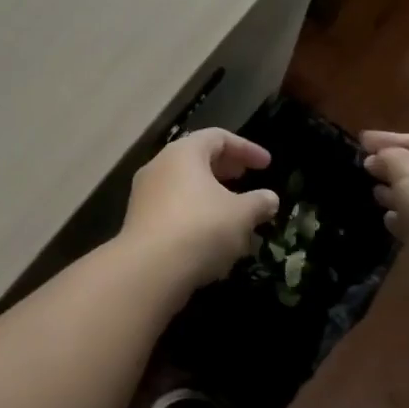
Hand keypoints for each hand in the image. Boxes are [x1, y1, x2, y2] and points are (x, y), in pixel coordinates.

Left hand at [121, 128, 280, 290]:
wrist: (149, 270)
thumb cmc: (200, 228)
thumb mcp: (241, 215)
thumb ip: (258, 203)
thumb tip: (270, 199)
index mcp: (183, 153)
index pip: (218, 137)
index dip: (246, 148)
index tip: (267, 165)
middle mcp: (159, 166)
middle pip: (197, 159)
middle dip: (225, 169)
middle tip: (246, 179)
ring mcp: (144, 195)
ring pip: (184, 187)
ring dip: (210, 196)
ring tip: (233, 213)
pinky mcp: (138, 223)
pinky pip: (173, 210)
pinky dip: (195, 216)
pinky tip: (212, 239)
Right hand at [361, 131, 408, 270]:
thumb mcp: (406, 165)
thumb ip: (387, 156)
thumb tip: (374, 160)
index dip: (386, 139)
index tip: (360, 139)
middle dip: (389, 166)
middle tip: (362, 165)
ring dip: (393, 193)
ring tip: (371, 191)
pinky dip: (400, 220)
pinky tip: (386, 218)